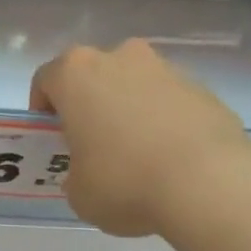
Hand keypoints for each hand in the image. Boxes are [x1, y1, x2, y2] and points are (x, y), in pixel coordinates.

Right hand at [29, 39, 250, 238]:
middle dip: (89, 105)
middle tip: (91, 145)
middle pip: (93, 76)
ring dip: (127, 111)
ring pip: (133, 85)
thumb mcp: (79, 193)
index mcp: (76, 74)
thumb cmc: (124, 182)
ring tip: (135, 156)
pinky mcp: (202, 87)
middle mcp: (119, 57)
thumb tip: (91, 173)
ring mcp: (165, 68)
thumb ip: (75, 174)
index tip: (52, 138)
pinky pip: (168, 101)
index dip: (43, 110)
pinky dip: (162, 122)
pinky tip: (168, 159)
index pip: (46, 80)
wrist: (207, 182)